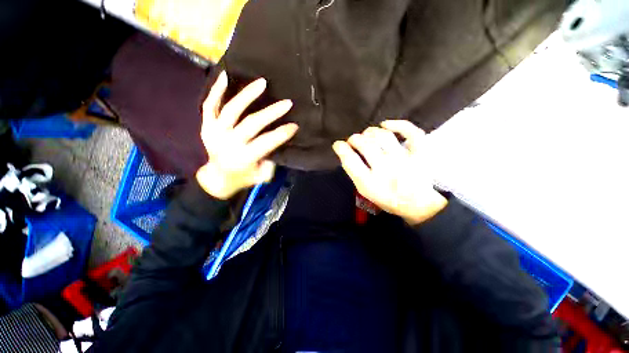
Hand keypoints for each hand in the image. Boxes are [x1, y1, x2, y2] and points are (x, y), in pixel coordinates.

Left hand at [196, 72, 297, 198]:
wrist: (218, 177)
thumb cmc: (243, 177)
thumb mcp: (261, 176)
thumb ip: (270, 161)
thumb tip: (277, 142)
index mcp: (244, 158)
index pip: (266, 142)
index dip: (282, 133)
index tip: (295, 125)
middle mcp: (229, 143)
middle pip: (252, 123)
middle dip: (272, 112)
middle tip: (287, 103)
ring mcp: (215, 132)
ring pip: (231, 109)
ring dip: (247, 95)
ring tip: (262, 83)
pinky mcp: (206, 125)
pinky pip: (209, 105)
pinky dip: (216, 90)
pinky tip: (226, 75)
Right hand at [332, 120, 446, 224]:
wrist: (416, 204)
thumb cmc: (386, 198)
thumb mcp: (365, 190)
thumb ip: (354, 172)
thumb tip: (345, 151)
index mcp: (370, 183)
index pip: (350, 161)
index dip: (341, 149)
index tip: (338, 144)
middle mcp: (386, 170)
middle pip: (365, 145)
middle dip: (354, 139)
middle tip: (353, 140)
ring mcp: (405, 160)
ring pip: (383, 136)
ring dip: (370, 132)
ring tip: (367, 135)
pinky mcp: (420, 154)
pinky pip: (412, 133)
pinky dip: (398, 125)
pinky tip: (386, 124)